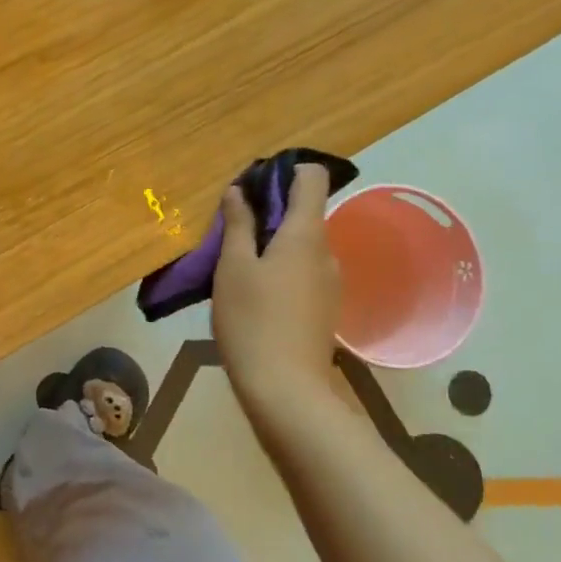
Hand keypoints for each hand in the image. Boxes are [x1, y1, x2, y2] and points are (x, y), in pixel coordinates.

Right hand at [212, 163, 343, 419]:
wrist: (285, 390)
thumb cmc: (252, 320)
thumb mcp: (233, 267)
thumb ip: (238, 224)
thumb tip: (239, 191)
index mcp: (306, 234)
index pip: (312, 178)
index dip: (285, 171)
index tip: (252, 186)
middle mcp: (326, 252)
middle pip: (304, 212)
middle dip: (269, 212)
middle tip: (230, 231)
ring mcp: (330, 282)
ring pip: (301, 245)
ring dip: (271, 244)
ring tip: (235, 266)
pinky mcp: (324, 308)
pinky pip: (303, 271)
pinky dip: (280, 269)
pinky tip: (254, 295)